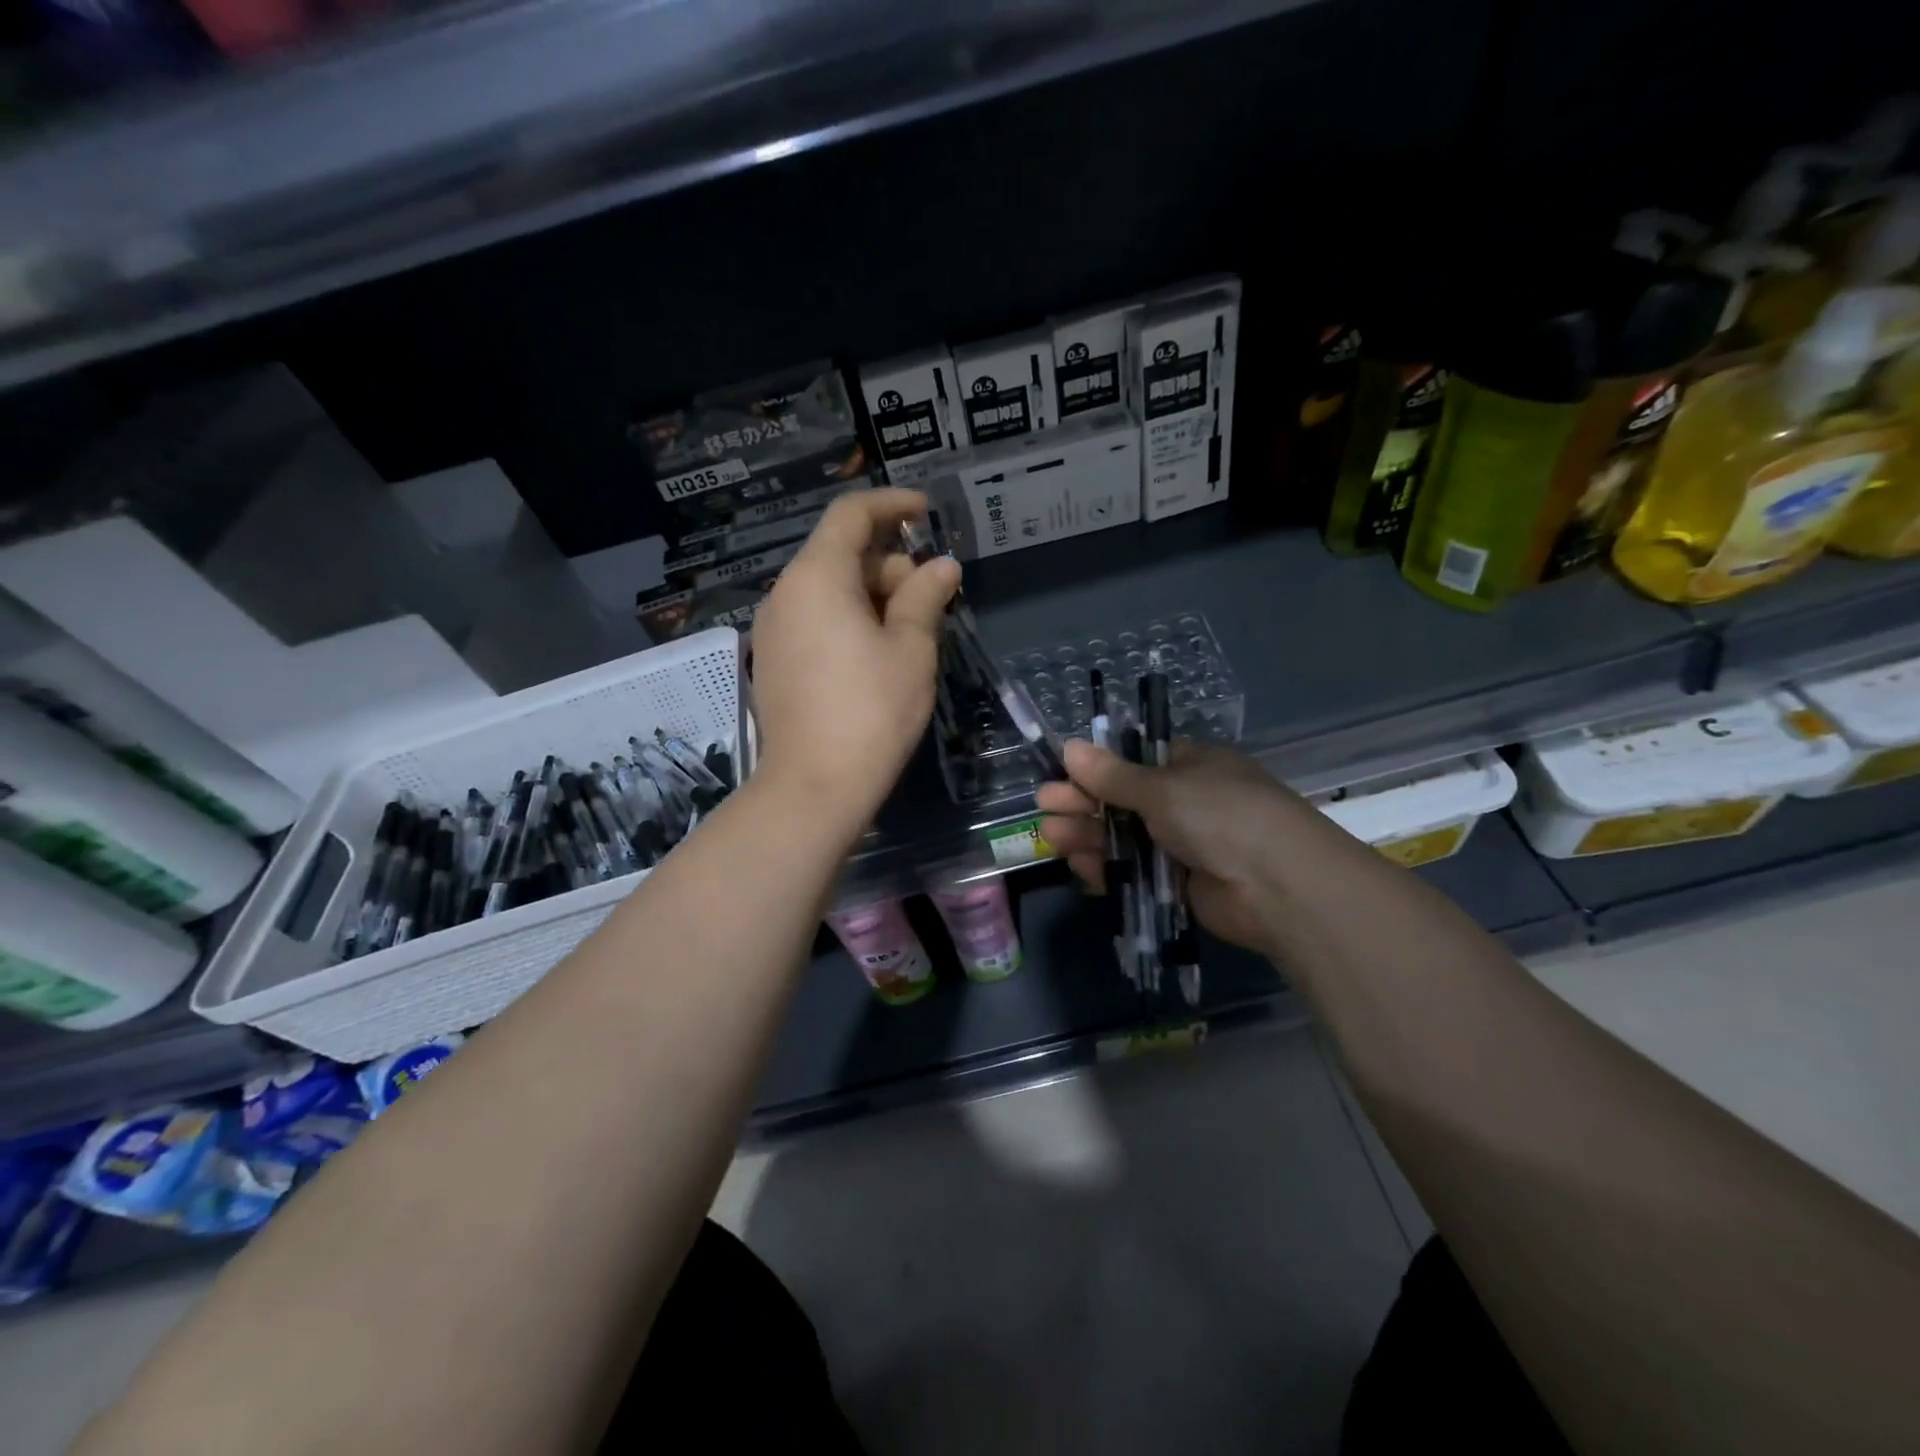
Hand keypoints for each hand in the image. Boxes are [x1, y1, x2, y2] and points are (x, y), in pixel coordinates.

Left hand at [750, 489, 959, 829]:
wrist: (813, 787)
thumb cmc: (871, 711)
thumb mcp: (910, 649)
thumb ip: (925, 597)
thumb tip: (942, 567)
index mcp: (817, 577)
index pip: (851, 515)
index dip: (892, 505)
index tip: (926, 512)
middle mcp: (785, 594)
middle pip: (840, 554)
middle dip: (890, 563)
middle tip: (933, 596)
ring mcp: (773, 630)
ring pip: (828, 591)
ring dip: (872, 595)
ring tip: (912, 630)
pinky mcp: (773, 662)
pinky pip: (814, 621)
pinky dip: (848, 620)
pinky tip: (878, 655)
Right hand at [1037, 738, 1318, 956]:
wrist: (1278, 887)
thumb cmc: (1220, 816)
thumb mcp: (1163, 788)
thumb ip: (1113, 776)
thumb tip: (1069, 747)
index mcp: (1190, 767)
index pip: (1134, 762)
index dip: (1097, 767)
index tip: (1062, 772)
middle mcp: (1186, 802)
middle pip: (1123, 800)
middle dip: (1084, 802)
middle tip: (1044, 805)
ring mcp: (1184, 845)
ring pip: (1125, 838)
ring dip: (1088, 835)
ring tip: (1051, 837)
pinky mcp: (1180, 885)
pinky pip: (1136, 873)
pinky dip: (1109, 869)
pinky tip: (1080, 866)